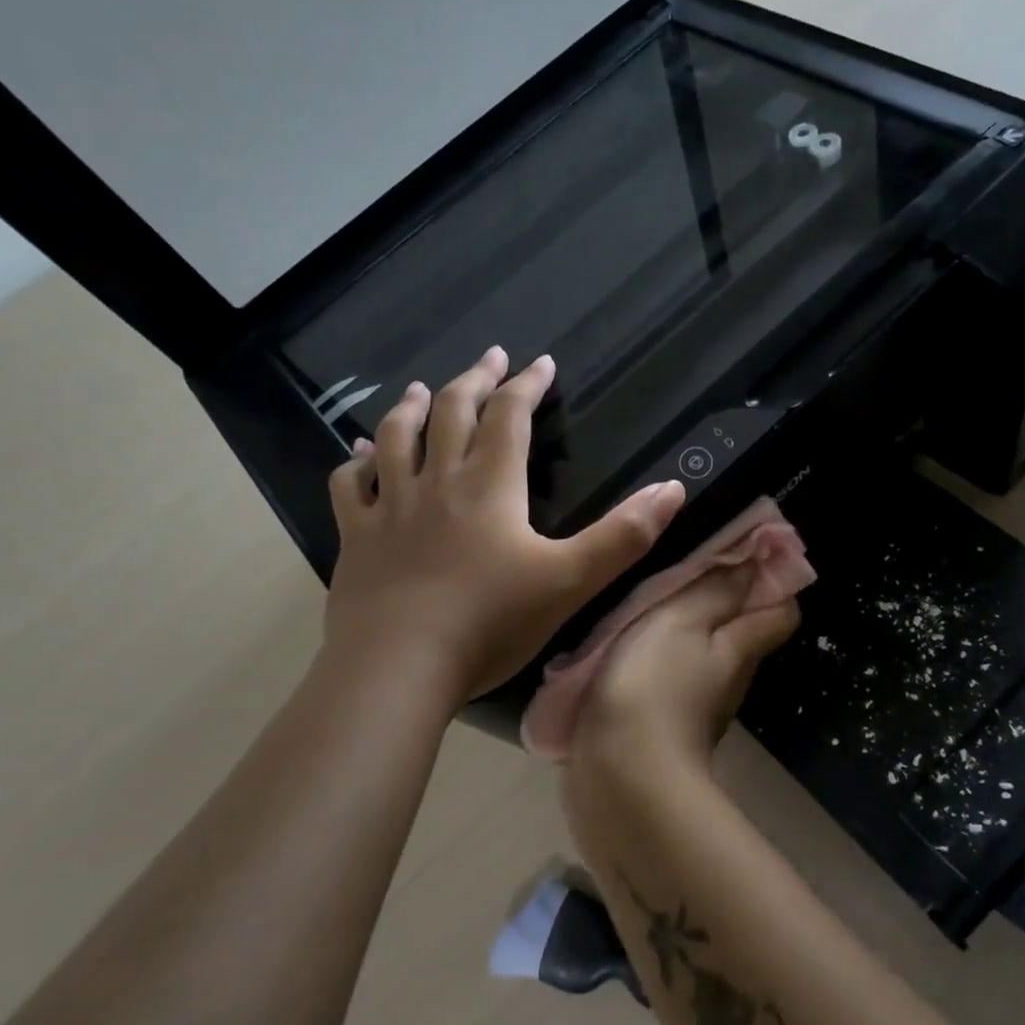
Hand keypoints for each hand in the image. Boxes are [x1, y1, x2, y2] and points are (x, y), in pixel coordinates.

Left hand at [323, 347, 685, 703]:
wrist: (399, 666)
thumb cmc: (491, 622)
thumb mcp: (572, 580)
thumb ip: (624, 535)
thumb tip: (673, 488)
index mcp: (490, 486)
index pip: (510, 417)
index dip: (527, 385)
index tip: (541, 363)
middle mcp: (437, 482)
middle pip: (451, 412)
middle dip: (474, 380)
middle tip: (489, 358)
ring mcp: (391, 507)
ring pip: (396, 438)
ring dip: (410, 407)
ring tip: (419, 389)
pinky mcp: (357, 538)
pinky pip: (351, 485)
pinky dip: (356, 461)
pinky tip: (358, 454)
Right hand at [573, 563, 799, 770]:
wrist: (620, 779)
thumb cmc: (654, 686)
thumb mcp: (683, 621)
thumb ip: (717, 590)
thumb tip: (757, 560)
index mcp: (742, 647)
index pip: (781, 610)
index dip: (771, 579)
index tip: (741, 551)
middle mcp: (729, 678)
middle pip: (741, 631)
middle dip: (722, 598)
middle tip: (681, 566)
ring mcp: (696, 706)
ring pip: (701, 655)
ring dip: (684, 629)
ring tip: (646, 599)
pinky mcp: (661, 727)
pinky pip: (668, 680)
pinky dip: (657, 659)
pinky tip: (624, 645)